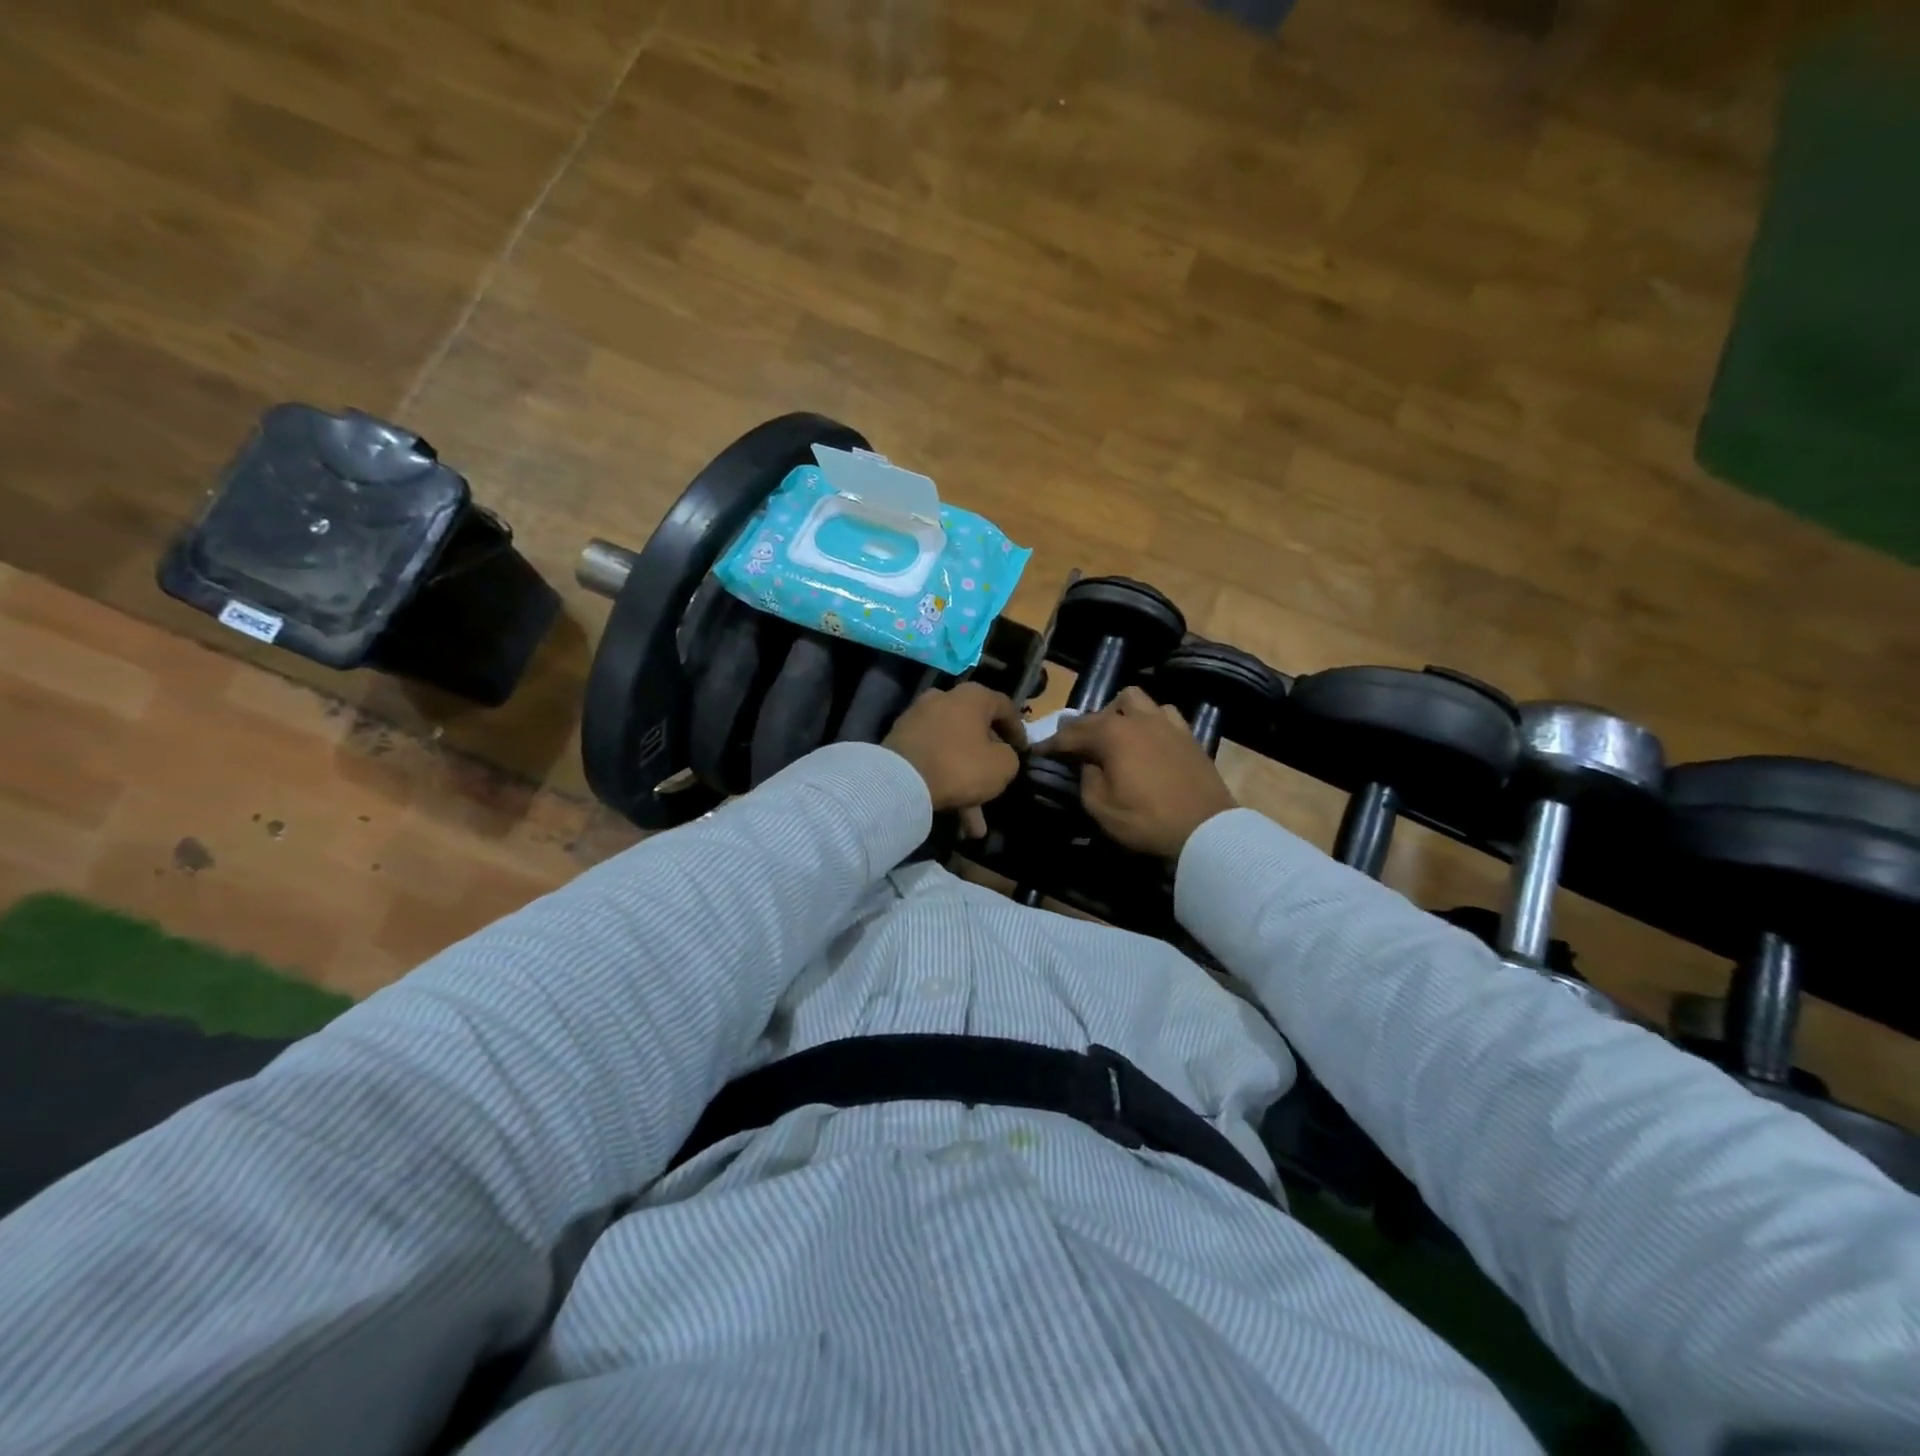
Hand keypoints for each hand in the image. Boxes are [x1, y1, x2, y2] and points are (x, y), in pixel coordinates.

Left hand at [883, 682, 1027, 836]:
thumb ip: (1009, 756)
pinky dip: (944, 782)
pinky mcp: (900, 740)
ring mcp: (919, 719)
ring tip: (975, 825)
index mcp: (972, 697)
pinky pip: (933, 760)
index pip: (1004, 707)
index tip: (1024, 751)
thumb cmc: (960, 766)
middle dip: (987, 763)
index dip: (1018, 731)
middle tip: (998, 783)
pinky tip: (955, 818)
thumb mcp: (1003, 765)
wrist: (901, 781)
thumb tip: (1000, 755)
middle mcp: (943, 699)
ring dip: (966, 784)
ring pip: (953, 751)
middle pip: (975, 731)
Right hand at [1040, 687, 1236, 858]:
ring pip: (1133, 699)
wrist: (1206, 828)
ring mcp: (1165, 722)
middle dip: (1079, 727)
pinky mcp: (1187, 733)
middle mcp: (1136, 718)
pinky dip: (1148, 719)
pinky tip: (1147, 736)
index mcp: (1111, 734)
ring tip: (1113, 732)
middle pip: (1098, 713)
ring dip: (1117, 712)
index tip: (1036, 751)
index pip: (1071, 734)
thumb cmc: (1146, 820)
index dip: (1050, 744)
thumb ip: (1087, 779)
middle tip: (1070, 744)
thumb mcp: (1101, 807)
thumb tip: (1087, 764)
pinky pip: (1163, 713)